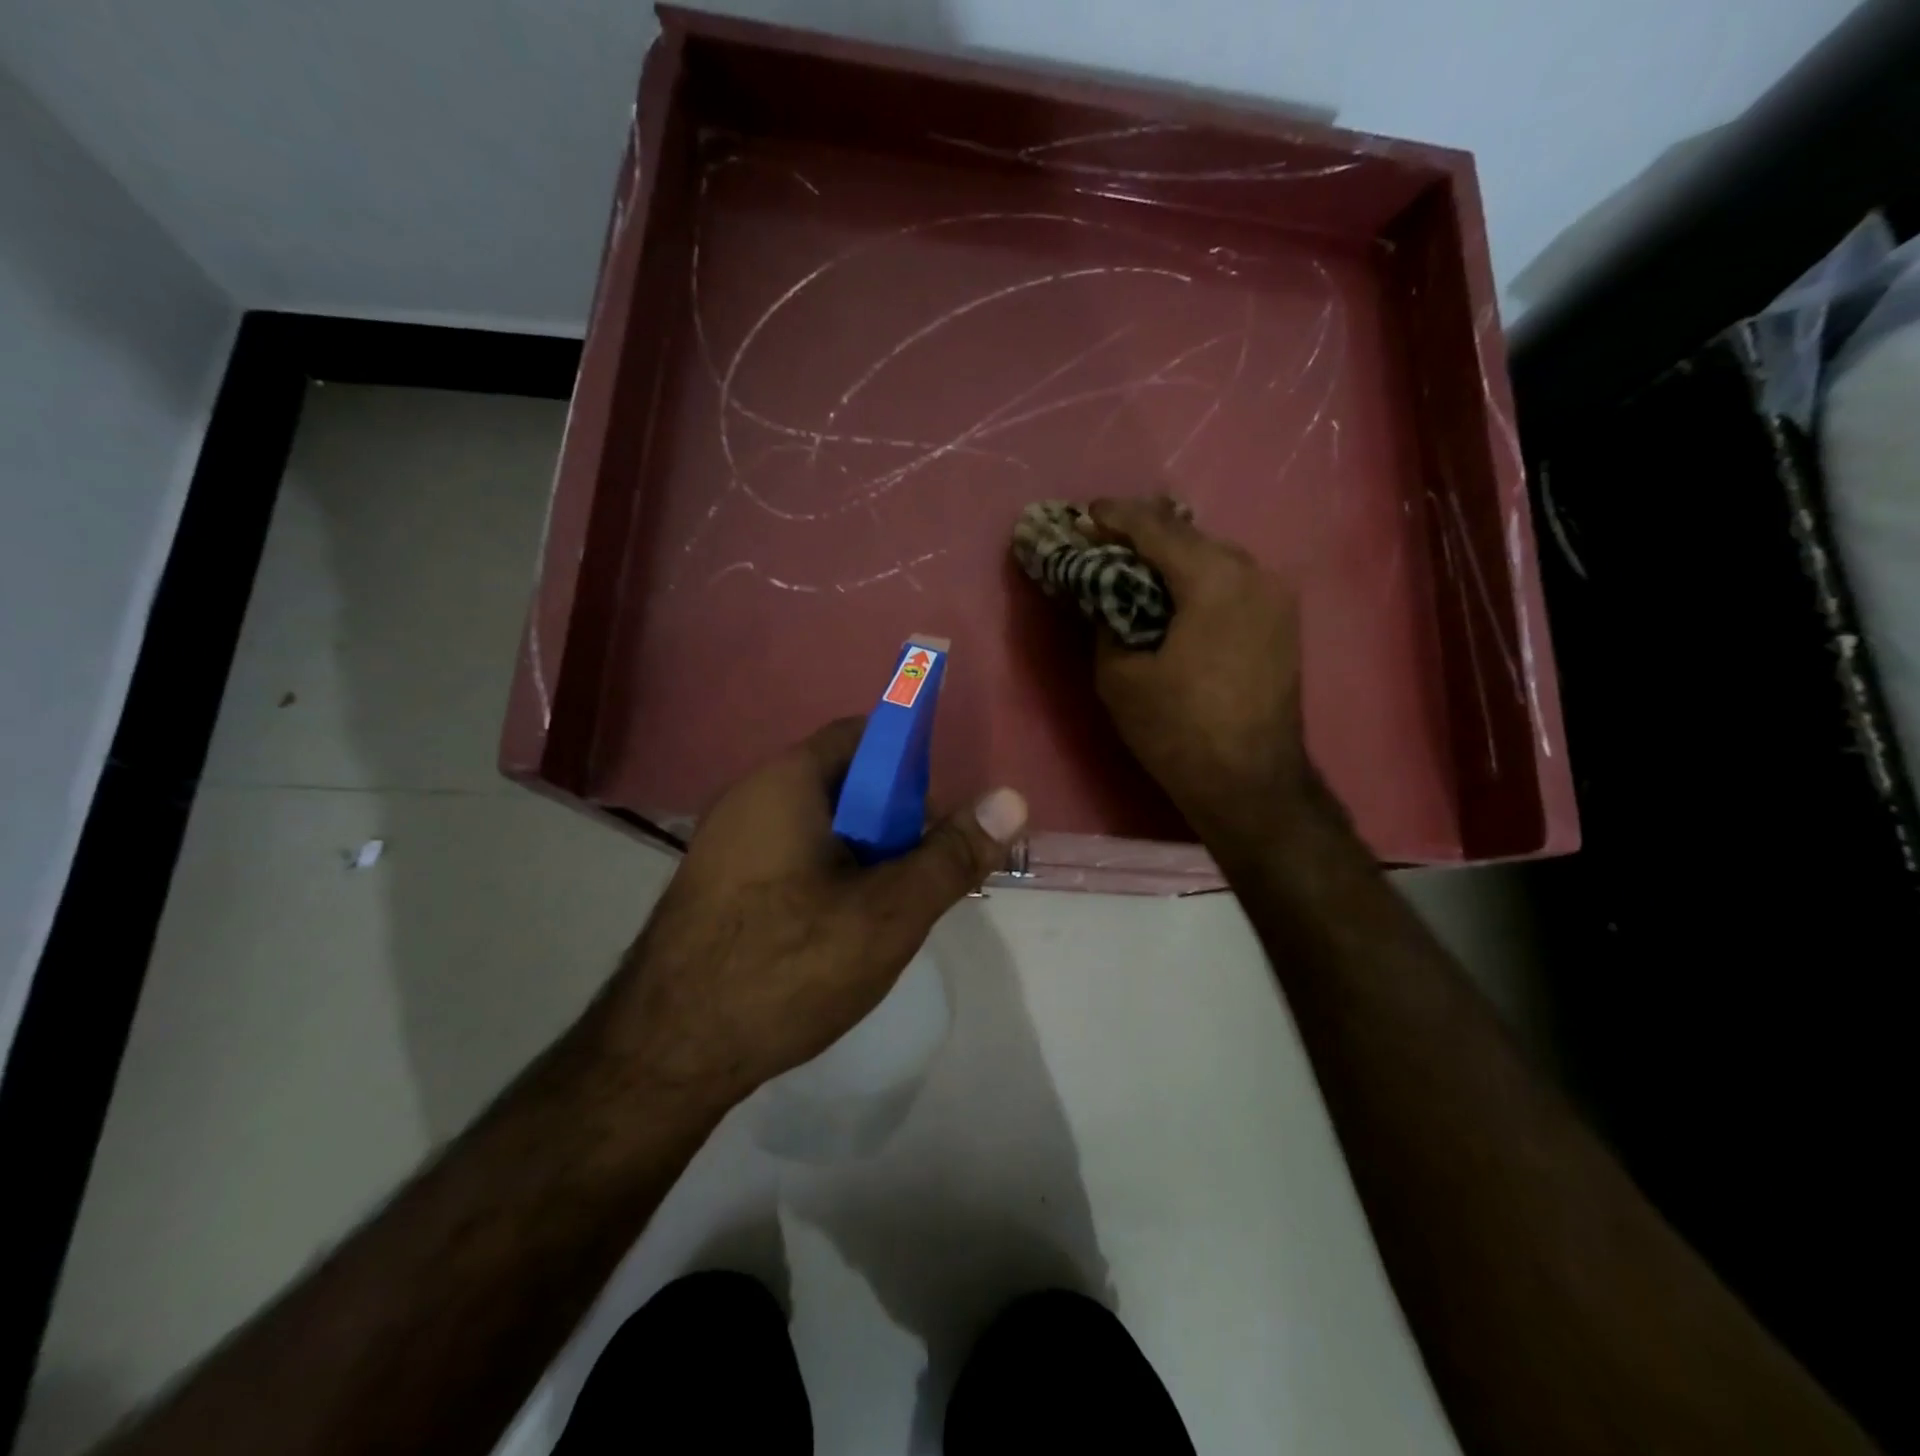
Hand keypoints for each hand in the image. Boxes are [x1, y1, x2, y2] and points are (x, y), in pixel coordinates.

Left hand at [598, 719, 1027, 1110]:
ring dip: (862, 855)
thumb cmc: (786, 967)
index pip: (862, 735)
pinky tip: (836, 934)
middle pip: (842, 782)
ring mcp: (724, 843)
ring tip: (885, 912)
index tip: (937, 818)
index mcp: (785, 782)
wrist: (663, 1056)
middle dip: (892, 820)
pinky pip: (786, 857)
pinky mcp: (715, 886)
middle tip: (920, 876)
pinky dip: (825, 877)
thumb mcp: (888, 913)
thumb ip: (952, 854)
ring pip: (817, 826)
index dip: (911, 764)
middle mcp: (748, 797)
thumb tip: (1012, 798)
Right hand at [1089, 496, 1311, 847]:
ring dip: (1174, 558)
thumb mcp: (1119, 676)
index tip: (1085, 514)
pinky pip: (1233, 582)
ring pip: (1215, 557)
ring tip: (1136, 566)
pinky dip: (1200, 579)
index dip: (1115, 517)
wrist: (1251, 782)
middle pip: (1190, 536)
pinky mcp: (1283, 621)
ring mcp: (1276, 596)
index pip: (1156, 528)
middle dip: (1145, 535)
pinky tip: (1176, 593)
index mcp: (1214, 579)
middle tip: (1105, 540)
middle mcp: (1253, 572)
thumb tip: (1107, 598)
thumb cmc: (1178, 730)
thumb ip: (1107, 622)